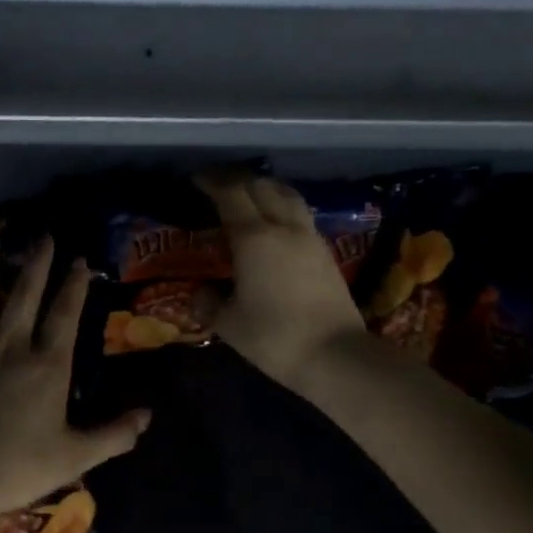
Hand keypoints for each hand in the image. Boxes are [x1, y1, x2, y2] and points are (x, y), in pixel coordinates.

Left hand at [0, 235, 150, 524]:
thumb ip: (113, 435)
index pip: (65, 315)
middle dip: (37, 262)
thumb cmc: (13, 469)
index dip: (74, 285)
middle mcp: (11, 345)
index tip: (79, 260)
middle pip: (26, 294)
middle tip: (44, 235)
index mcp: (47, 366)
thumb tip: (148, 415)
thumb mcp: (73, 457)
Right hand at [196, 170, 368, 388]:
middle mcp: (283, 227)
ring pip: (286, 195)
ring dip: (264, 188)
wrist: (335, 355)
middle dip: (237, 179)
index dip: (212, 181)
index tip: (196, 178)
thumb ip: (208, 303)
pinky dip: (281, 207)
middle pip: (261, 186)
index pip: (231, 194)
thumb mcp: (229, 324)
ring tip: (248, 195)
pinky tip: (273, 223)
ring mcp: (309, 238)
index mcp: (254, 238)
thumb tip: (200, 293)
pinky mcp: (325, 252)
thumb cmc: (274, 337)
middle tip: (217, 184)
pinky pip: (299, 214)